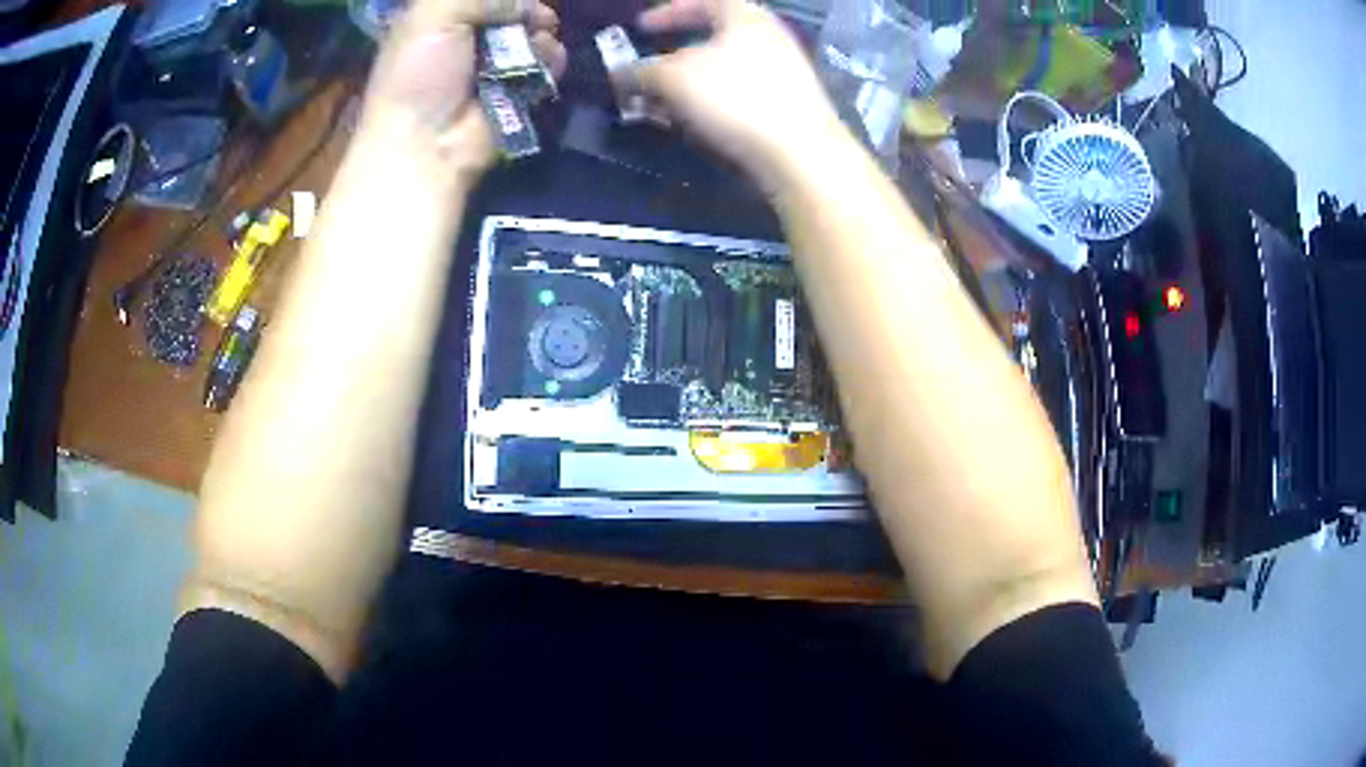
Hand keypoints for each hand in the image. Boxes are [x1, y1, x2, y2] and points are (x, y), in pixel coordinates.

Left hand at [359, 0, 566, 183]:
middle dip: (526, 7)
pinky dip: (551, 57)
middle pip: (512, 8)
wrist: (426, 143)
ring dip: (540, 31)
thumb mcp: (431, 15)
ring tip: (535, 43)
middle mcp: (468, 35)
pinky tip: (546, 60)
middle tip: (530, 16)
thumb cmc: (418, 75)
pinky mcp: (518, 87)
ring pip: (533, 30)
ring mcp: (495, 62)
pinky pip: (547, 61)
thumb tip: (525, 5)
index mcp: (439, 17)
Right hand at [621, 0, 845, 186]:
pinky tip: (695, 124)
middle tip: (649, 72)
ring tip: (663, 106)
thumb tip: (622, 75)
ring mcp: (784, 73)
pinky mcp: (788, 106)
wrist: (801, 152)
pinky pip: (740, 95)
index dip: (668, 11)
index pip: (703, 0)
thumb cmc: (735, 97)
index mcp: (745, 16)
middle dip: (674, 55)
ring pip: (725, 70)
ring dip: (689, 85)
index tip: (641, 27)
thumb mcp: (674, 78)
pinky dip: (712, 103)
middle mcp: (769, 37)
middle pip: (714, 37)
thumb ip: (642, 71)